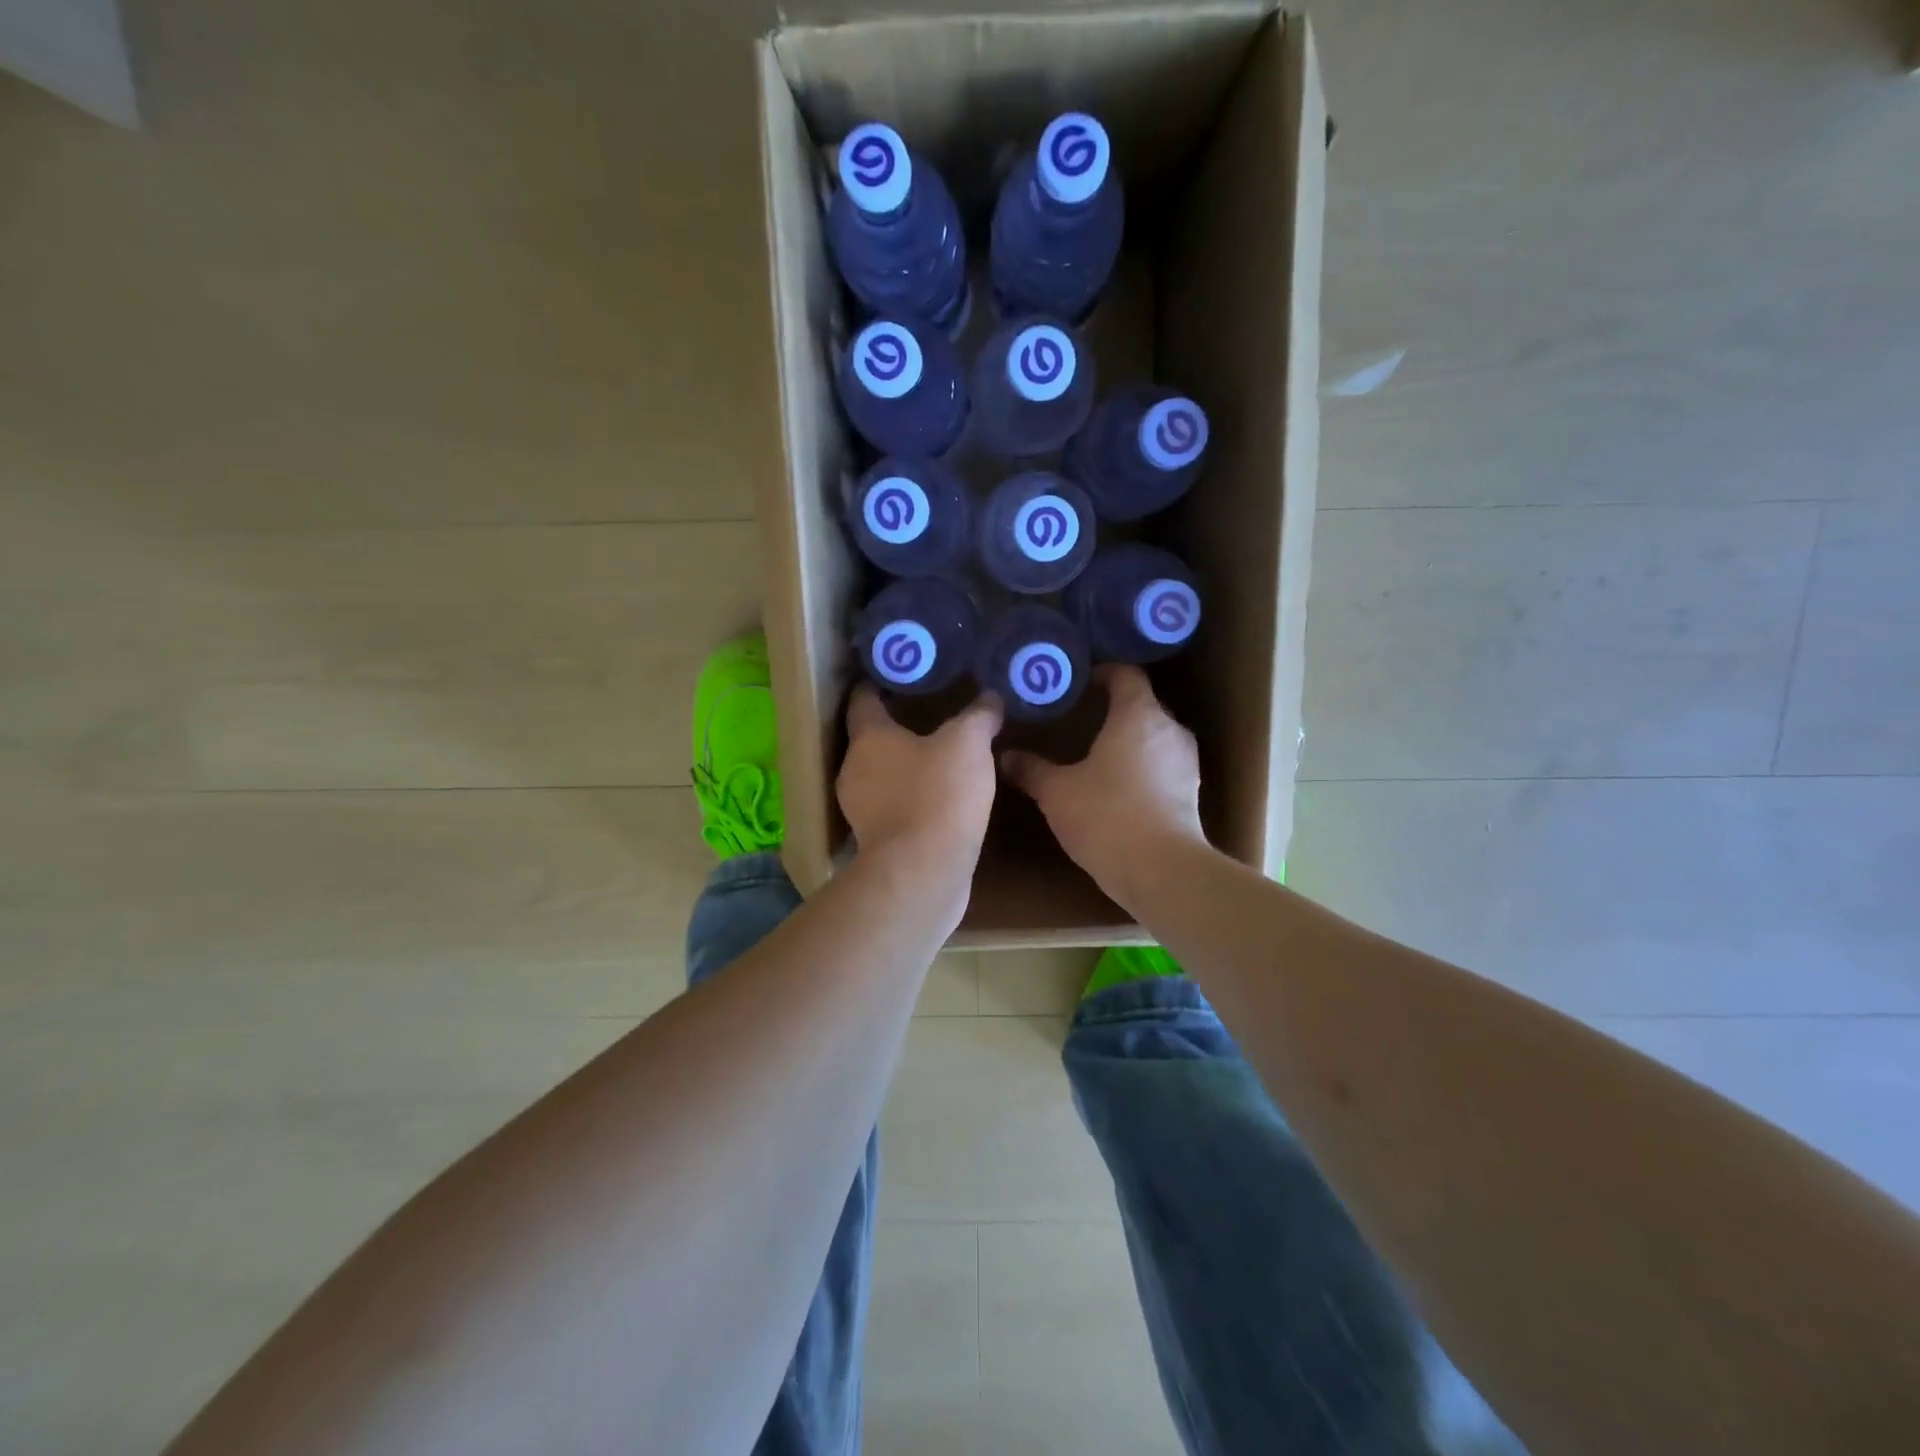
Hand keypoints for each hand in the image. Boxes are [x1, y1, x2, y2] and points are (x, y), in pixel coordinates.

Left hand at [838, 686, 1002, 871]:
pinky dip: (911, 799)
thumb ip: (979, 715)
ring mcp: (862, 810)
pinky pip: (893, 808)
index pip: (863, 699)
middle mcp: (855, 770)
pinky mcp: (877, 842)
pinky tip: (940, 798)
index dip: (879, 683)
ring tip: (939, 756)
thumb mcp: (968, 744)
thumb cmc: (939, 795)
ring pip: (881, 776)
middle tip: (930, 713)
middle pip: (870, 739)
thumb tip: (991, 696)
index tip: (900, 673)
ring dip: (904, 766)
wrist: (924, 873)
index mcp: (868, 738)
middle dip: (896, 727)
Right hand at [1000, 665, 1205, 906]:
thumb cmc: (1107, 816)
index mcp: (1139, 714)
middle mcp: (1170, 729)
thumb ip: (1032, 770)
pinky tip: (1117, 786)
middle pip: (1142, 704)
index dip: (1102, 673)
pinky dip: (1141, 766)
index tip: (1077, 682)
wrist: (1162, 871)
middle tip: (1079, 718)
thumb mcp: (1057, 792)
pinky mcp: (1191, 792)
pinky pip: (1162, 765)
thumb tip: (1006, 755)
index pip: (1126, 674)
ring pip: (1154, 737)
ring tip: (1096, 751)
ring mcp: (1186, 762)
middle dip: (1112, 708)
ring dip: (1129, 740)